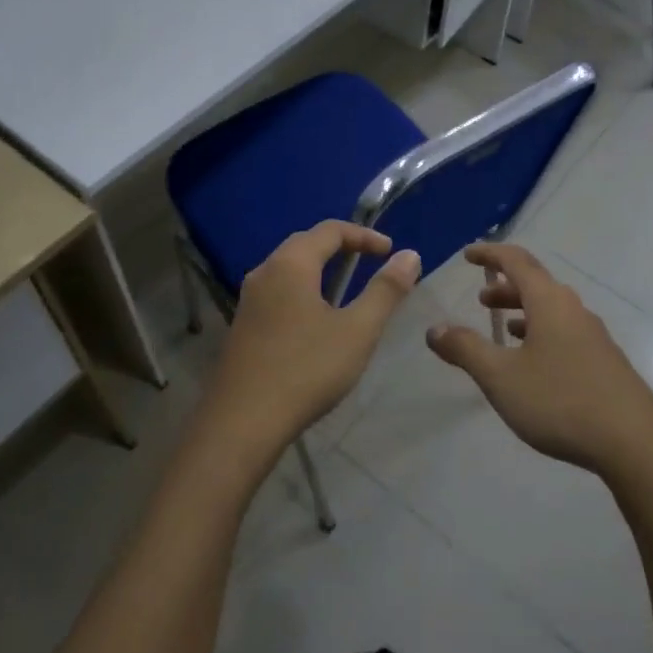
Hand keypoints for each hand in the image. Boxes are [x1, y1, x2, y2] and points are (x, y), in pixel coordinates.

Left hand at [201, 221, 420, 454]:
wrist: (242, 422)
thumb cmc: (306, 369)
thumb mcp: (357, 330)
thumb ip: (385, 290)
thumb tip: (410, 255)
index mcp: (290, 264)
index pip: (330, 230)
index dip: (364, 235)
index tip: (390, 252)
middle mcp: (264, 272)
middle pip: (305, 244)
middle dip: (340, 247)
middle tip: (370, 263)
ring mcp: (249, 300)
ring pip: (288, 269)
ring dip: (320, 270)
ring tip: (347, 290)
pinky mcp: (243, 326)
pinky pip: (278, 292)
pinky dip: (303, 290)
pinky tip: (316, 321)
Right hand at [425, 242, 652, 477]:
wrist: (635, 443)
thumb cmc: (561, 401)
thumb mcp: (501, 376)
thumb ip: (465, 349)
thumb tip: (435, 329)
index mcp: (550, 302)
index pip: (517, 261)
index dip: (490, 253)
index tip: (468, 254)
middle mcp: (574, 310)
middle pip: (537, 285)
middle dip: (505, 287)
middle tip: (481, 299)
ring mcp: (594, 336)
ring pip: (552, 311)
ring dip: (524, 313)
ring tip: (503, 330)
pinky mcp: (605, 362)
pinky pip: (565, 333)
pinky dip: (541, 334)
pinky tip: (534, 363)